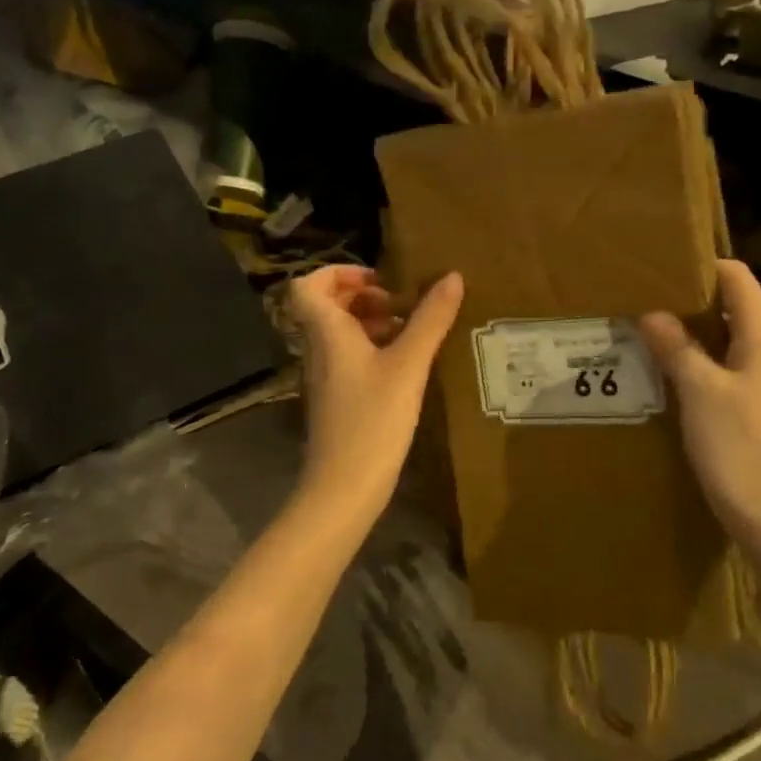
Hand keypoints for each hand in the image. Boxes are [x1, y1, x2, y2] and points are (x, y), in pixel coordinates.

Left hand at [290, 266, 463, 524]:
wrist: (343, 487)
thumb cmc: (372, 420)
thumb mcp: (408, 366)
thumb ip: (430, 320)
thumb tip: (452, 276)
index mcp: (327, 332)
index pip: (308, 285)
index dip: (339, 272)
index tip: (380, 279)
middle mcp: (320, 348)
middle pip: (328, 306)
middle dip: (365, 295)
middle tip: (403, 302)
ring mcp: (326, 375)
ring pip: (341, 332)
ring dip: (373, 322)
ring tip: (413, 329)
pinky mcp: (338, 397)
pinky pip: (350, 357)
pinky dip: (374, 349)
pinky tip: (407, 362)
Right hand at [640, 260, 760, 553]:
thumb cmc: (739, 446)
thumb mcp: (699, 391)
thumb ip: (676, 347)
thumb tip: (652, 313)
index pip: (738, 278)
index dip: (702, 268)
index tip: (661, 269)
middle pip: (736, 307)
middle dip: (693, 302)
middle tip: (647, 303)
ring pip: (733, 340)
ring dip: (697, 335)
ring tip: (653, 336)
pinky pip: (733, 369)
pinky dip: (706, 363)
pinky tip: (675, 376)